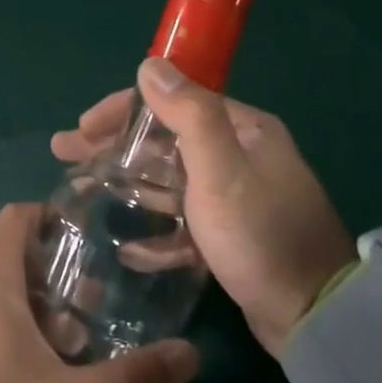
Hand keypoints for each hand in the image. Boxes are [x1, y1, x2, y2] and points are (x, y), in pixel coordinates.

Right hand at [51, 59, 355, 356]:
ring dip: (129, 185)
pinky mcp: (233, 236)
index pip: (172, 102)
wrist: (316, 318)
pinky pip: (185, 222)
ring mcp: (237, 197)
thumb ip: (188, 114)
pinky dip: (158, 231)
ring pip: (170, 181)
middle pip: (164, 140)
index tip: (82, 126)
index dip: (123, 110)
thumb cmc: (260, 235)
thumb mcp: (221, 170)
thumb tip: (150, 64)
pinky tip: (129, 247)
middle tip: (66, 155)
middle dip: (115, 146)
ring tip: (83, 192)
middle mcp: (241, 155)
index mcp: (243, 130)